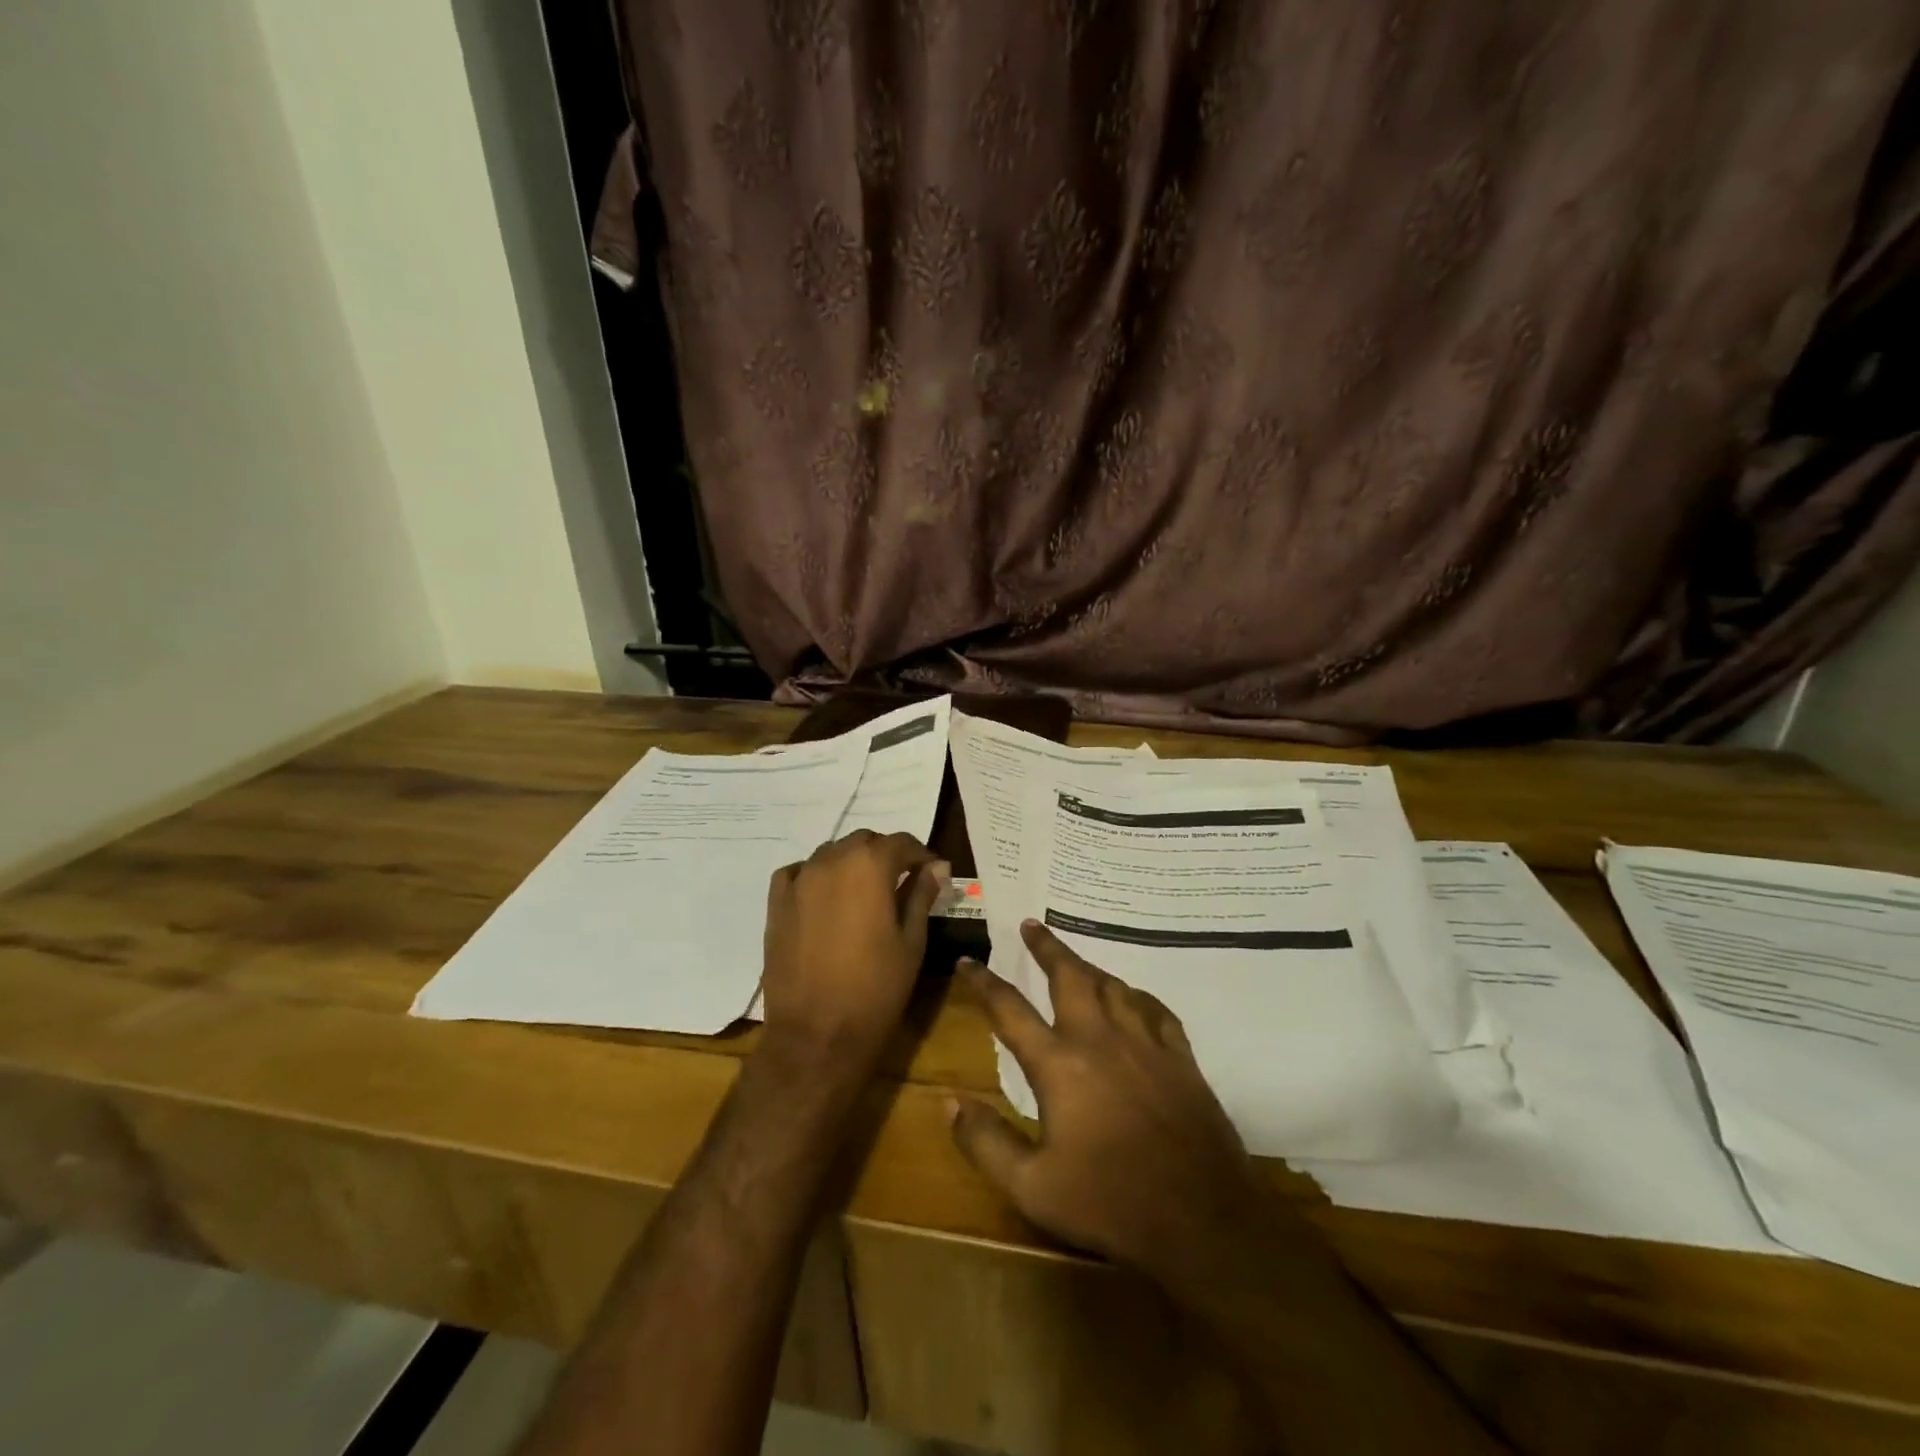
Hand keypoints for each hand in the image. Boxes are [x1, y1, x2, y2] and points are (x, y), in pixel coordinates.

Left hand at [760, 830, 947, 1073]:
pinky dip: (816, 875)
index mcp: (869, 866)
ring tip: (864, 893)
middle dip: (886, 855)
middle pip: (864, 841)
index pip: (901, 842)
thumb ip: (921, 895)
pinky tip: (826, 897)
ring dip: (851, 863)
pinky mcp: (777, 903)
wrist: (817, 1034)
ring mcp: (800, 880)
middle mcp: (831, 860)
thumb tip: (936, 867)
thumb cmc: (876, 989)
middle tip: (901, 883)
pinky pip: (799, 872)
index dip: (921, 855)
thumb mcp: (911, 941)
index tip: (932, 873)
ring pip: (831, 853)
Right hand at [950, 921, 1284, 1288]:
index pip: (1010, 1009)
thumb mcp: (1032, 1188)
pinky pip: (1156, 1010)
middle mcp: (1100, 1039)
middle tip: (1032, 925)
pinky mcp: (1181, 1058)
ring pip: (1113, 986)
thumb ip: (986, 1143)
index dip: (984, 982)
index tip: (968, 960)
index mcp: (1059, 1065)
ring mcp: (1145, 1044)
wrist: (1202, 1220)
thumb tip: (950, 1102)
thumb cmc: (1109, 1203)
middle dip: (1047, 947)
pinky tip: (1134, 999)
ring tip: (1076, 961)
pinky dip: (1138, 997)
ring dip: (1089, 967)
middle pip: (1069, 976)